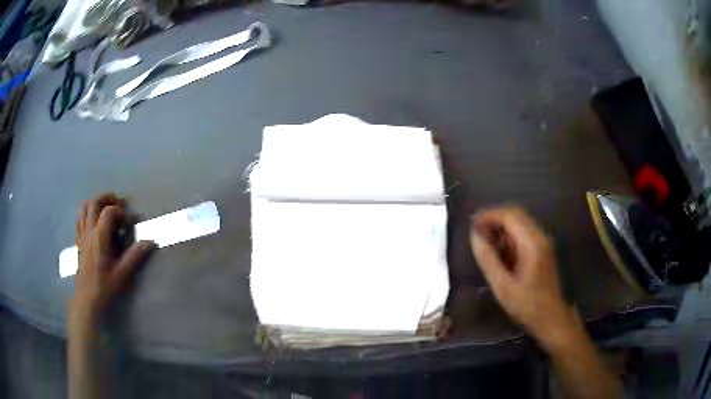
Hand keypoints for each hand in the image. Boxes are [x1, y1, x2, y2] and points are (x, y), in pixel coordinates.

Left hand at [69, 193, 153, 329]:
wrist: (87, 298)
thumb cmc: (105, 286)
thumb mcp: (122, 274)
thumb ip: (135, 256)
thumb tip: (150, 241)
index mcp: (99, 237)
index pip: (109, 211)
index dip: (121, 211)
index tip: (130, 222)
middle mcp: (89, 231)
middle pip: (95, 202)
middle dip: (108, 199)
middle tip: (119, 204)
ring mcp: (82, 235)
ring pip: (84, 207)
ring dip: (95, 203)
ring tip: (105, 208)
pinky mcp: (78, 240)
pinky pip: (79, 218)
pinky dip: (86, 213)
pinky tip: (93, 221)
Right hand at [470, 206, 577, 343]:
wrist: (552, 318)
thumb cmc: (527, 305)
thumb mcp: (503, 286)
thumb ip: (488, 259)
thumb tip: (474, 235)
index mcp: (532, 243)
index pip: (509, 215)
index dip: (488, 216)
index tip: (471, 225)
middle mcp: (540, 236)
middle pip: (515, 214)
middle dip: (494, 219)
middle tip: (476, 233)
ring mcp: (543, 242)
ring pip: (520, 222)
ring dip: (501, 227)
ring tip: (485, 243)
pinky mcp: (543, 249)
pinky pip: (524, 233)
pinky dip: (509, 236)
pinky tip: (500, 252)